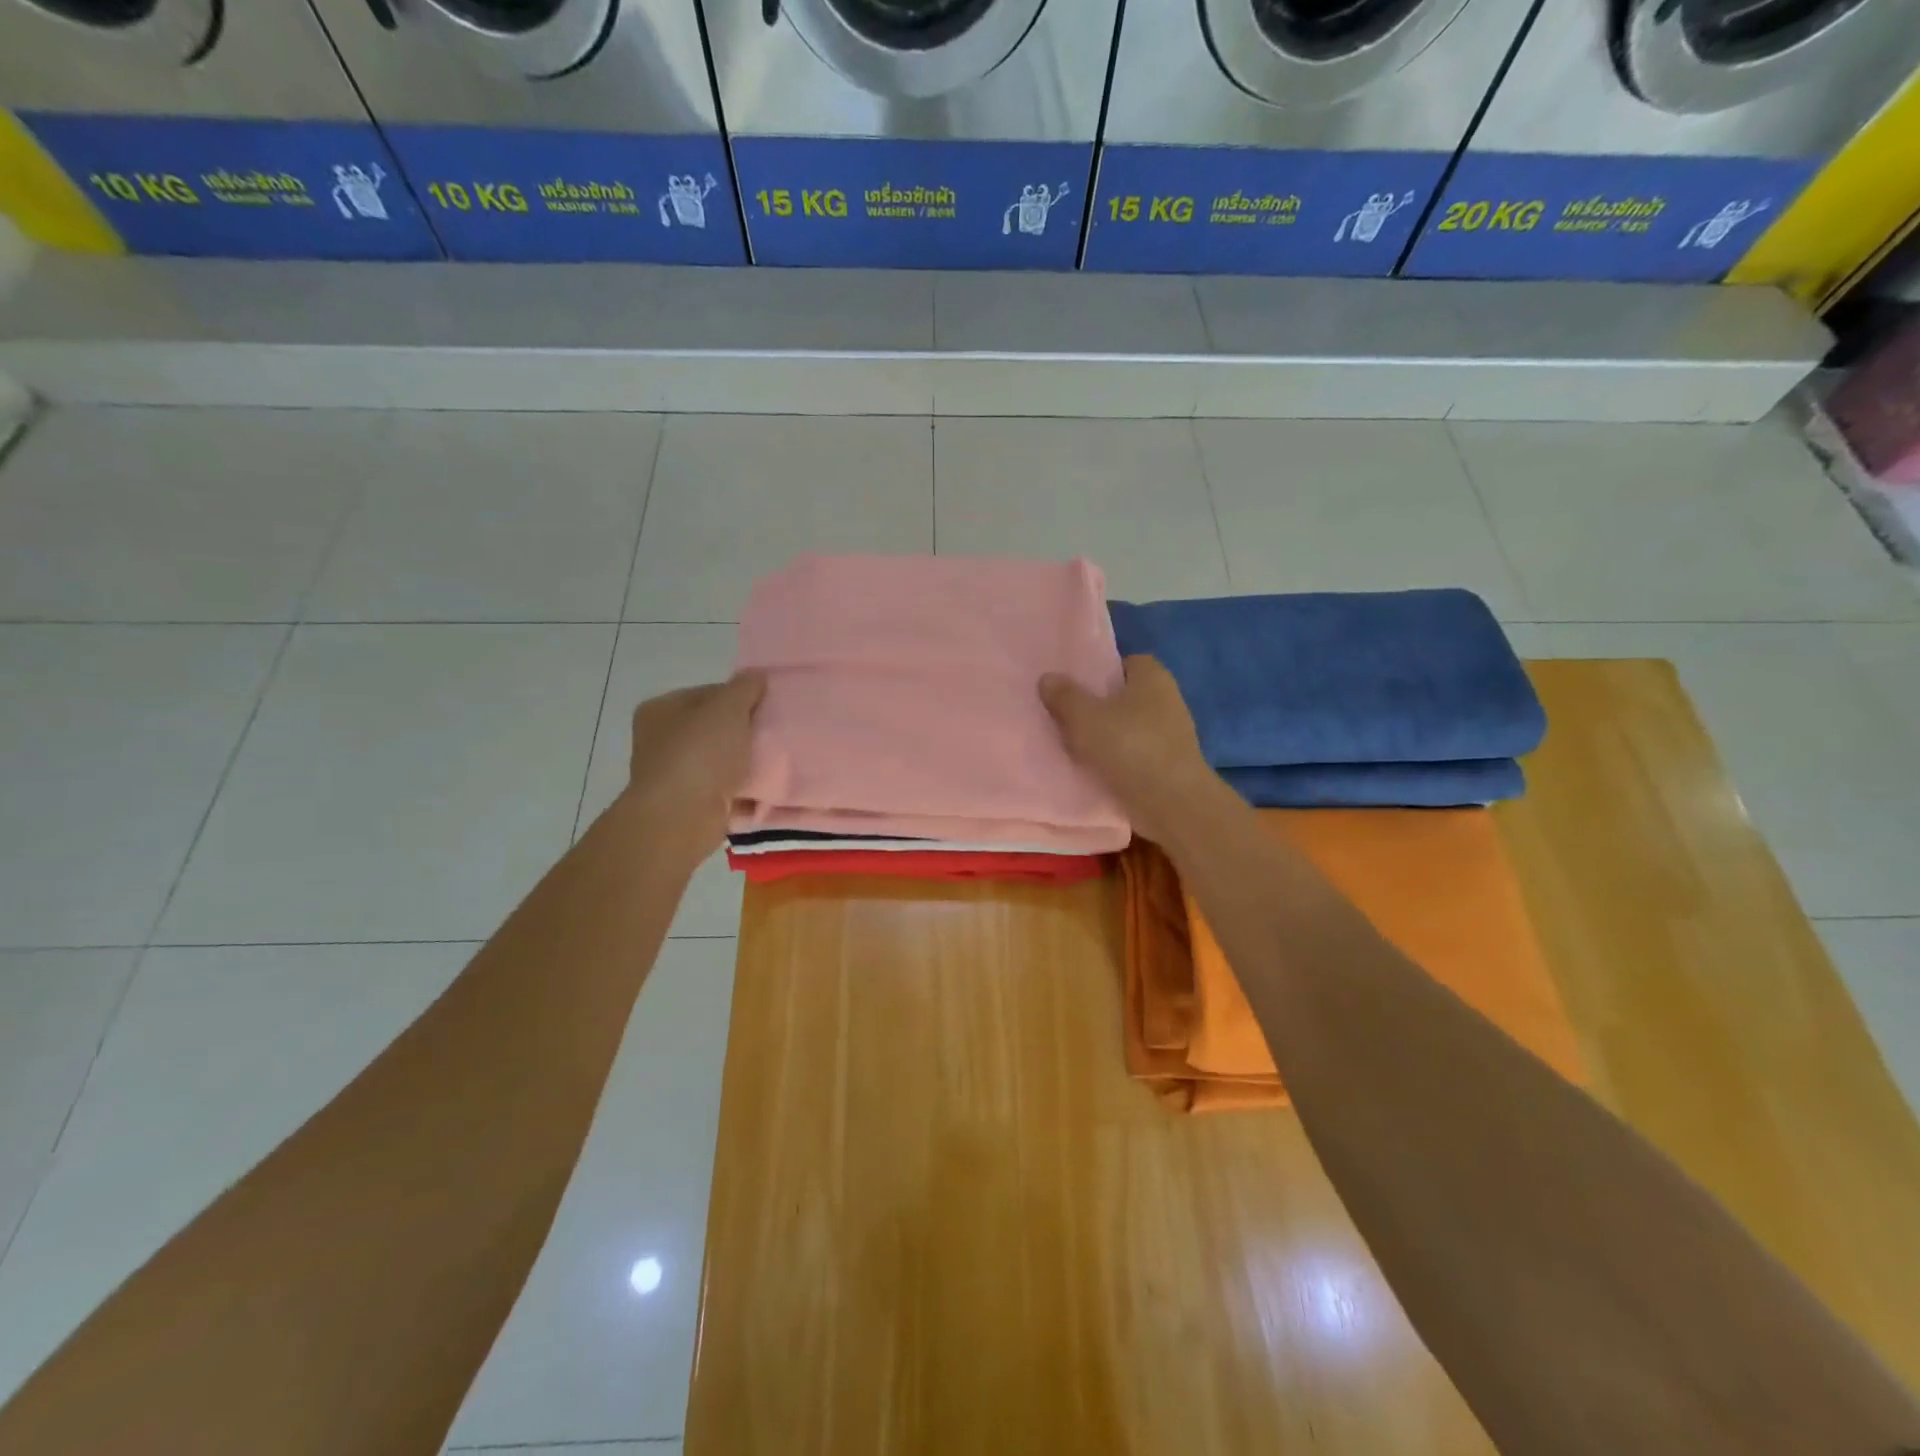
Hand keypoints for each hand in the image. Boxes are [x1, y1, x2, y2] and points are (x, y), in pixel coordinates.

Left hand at [624, 671, 766, 865]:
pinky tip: (764, 787)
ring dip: (744, 761)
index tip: (767, 707)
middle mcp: (661, 739)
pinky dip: (741, 788)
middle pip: (715, 727)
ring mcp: (673, 774)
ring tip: (775, 760)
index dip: (740, 697)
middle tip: (775, 733)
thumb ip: (745, 688)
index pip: (708, 693)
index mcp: (661, 709)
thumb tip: (757, 675)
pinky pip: (723, 788)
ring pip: (720, 759)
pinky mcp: (689, 803)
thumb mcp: (728, 708)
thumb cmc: (700, 755)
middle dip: (744, 730)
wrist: (681, 818)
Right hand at [1039, 655, 1221, 844]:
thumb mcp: (1085, 717)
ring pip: (1130, 726)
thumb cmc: (1129, 747)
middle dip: (1100, 705)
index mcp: (1153, 677)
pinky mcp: (1169, 764)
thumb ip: (1064, 696)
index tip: (1076, 688)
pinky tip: (1095, 769)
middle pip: (1126, 696)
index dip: (1101, 672)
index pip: (1126, 662)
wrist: (1171, 802)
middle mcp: (1167, 699)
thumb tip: (1048, 678)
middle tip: (1068, 716)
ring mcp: (1172, 734)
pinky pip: (1136, 753)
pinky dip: (1118, 759)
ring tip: (1075, 745)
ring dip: (1107, 735)